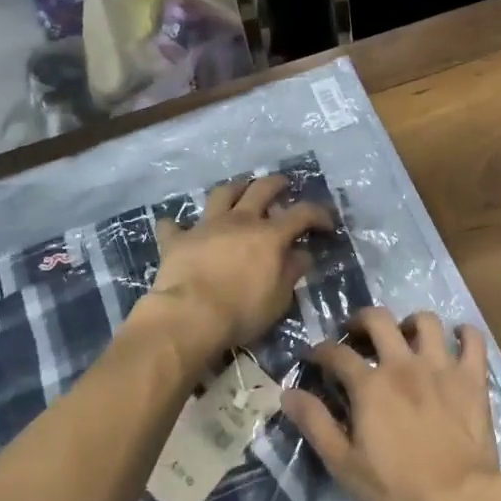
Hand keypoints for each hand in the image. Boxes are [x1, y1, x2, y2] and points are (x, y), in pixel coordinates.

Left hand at [143, 174, 333, 374]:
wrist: (189, 317)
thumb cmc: (241, 311)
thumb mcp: (278, 298)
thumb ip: (291, 272)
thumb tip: (302, 254)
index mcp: (269, 235)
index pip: (302, 214)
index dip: (318, 214)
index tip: (327, 223)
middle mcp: (240, 221)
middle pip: (261, 189)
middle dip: (276, 183)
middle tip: (283, 185)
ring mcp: (207, 226)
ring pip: (222, 194)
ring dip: (234, 188)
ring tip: (239, 190)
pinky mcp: (178, 240)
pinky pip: (174, 226)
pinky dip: (177, 226)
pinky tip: (177, 228)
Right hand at [283, 307, 500, 500]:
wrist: (457, 498)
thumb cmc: (396, 486)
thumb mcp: (344, 462)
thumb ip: (315, 423)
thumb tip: (288, 393)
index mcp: (370, 384)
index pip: (337, 353)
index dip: (322, 350)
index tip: (316, 356)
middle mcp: (403, 363)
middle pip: (379, 319)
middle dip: (362, 319)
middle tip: (358, 333)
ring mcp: (441, 365)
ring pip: (426, 320)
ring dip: (412, 323)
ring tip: (407, 336)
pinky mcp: (472, 376)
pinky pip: (473, 340)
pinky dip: (465, 334)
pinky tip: (458, 339)